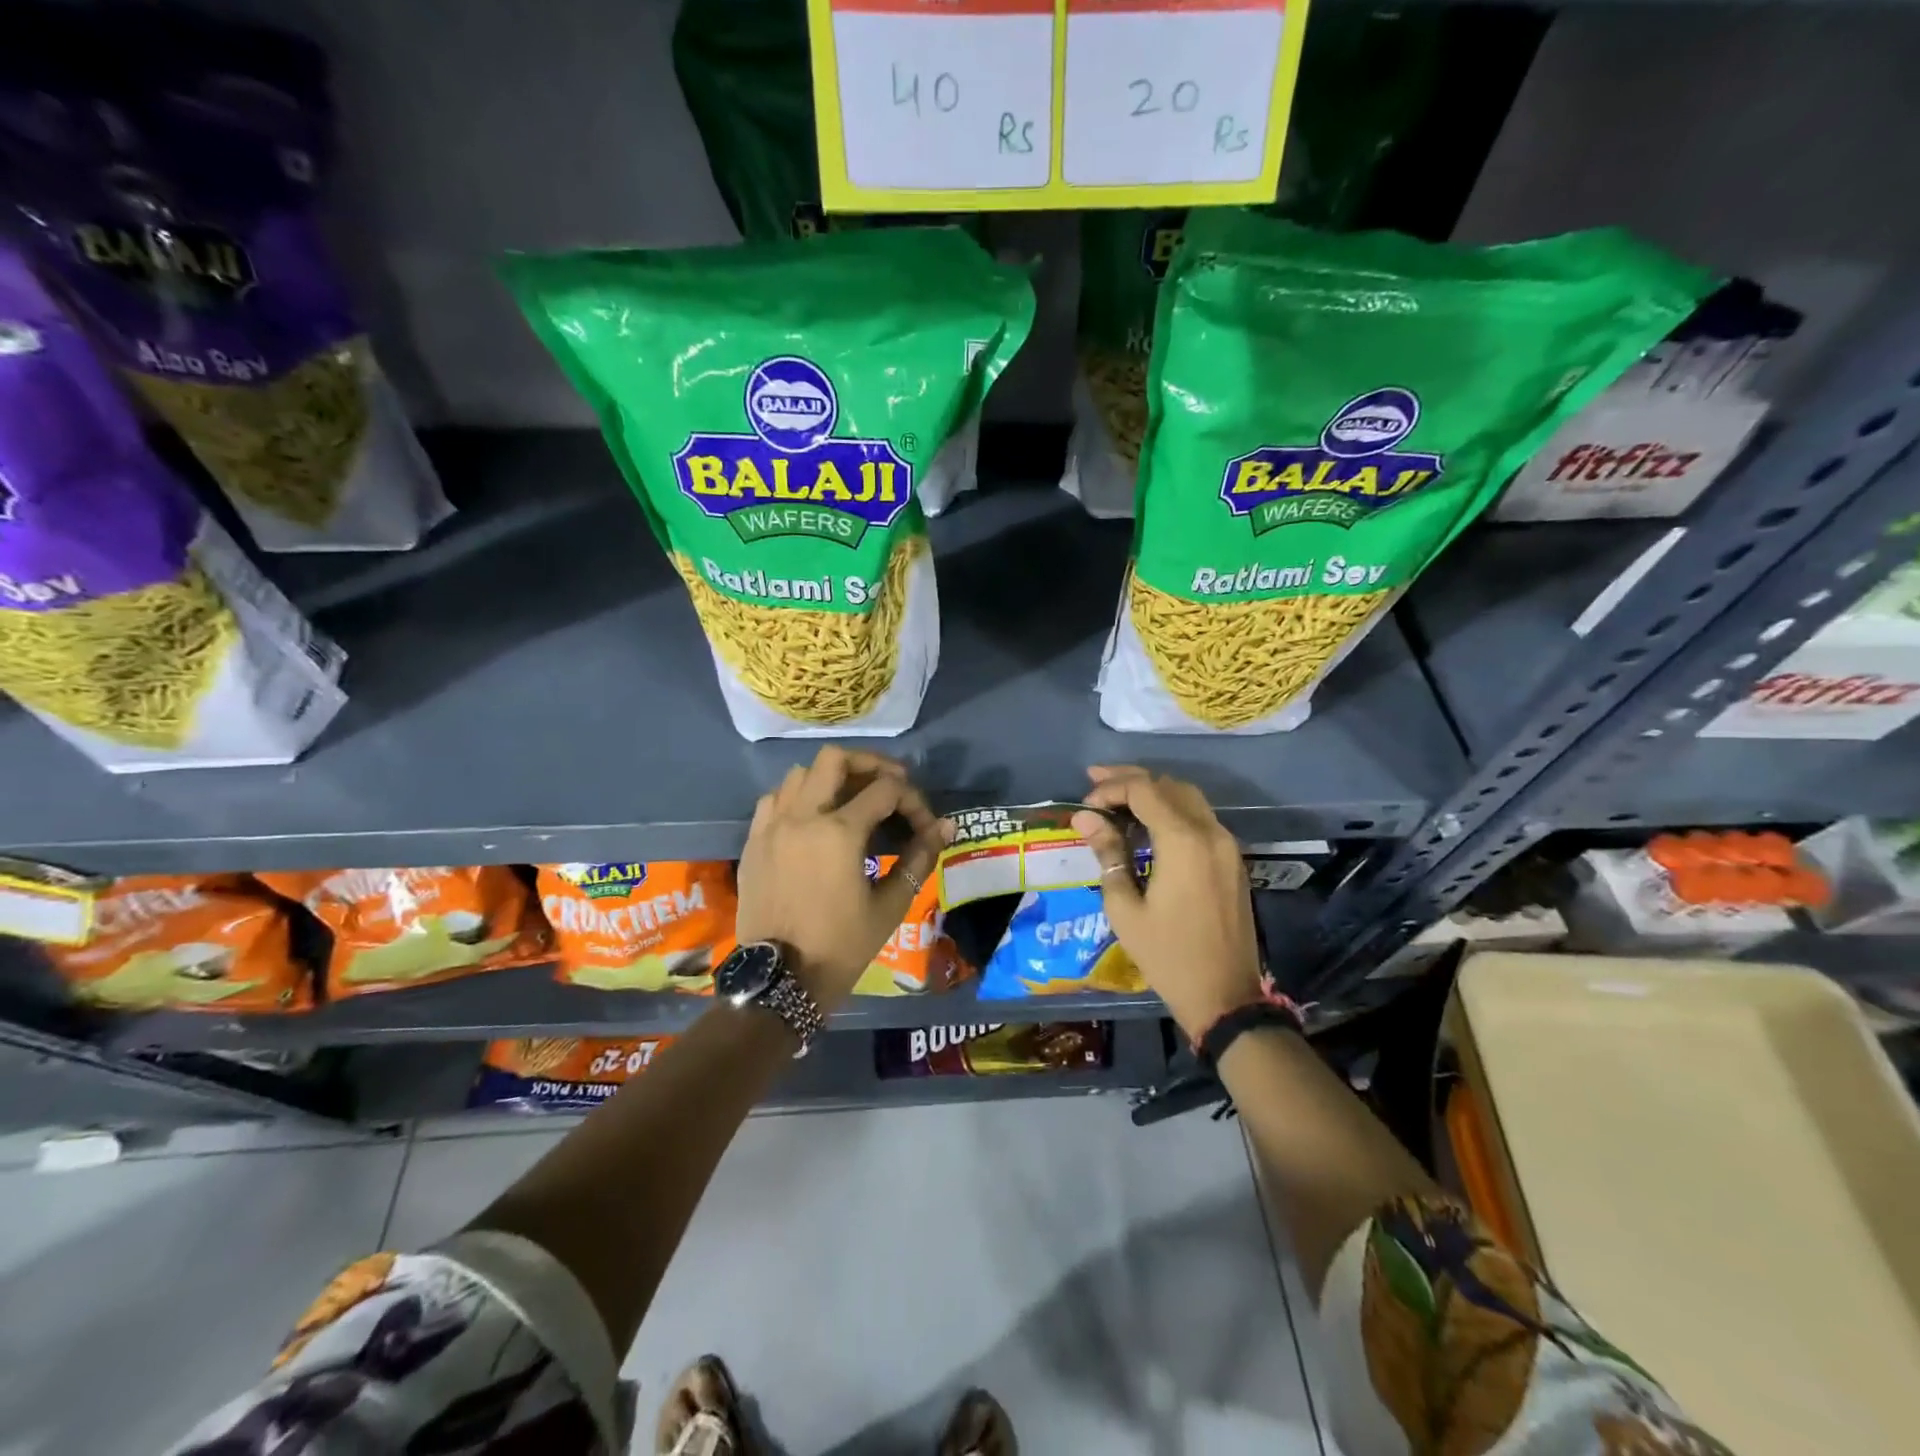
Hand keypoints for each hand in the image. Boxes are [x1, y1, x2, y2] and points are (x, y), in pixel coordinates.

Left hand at [735, 747, 950, 1010]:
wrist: (779, 982)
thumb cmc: (840, 947)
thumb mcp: (888, 907)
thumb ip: (919, 859)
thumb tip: (946, 826)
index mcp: (838, 832)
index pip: (886, 790)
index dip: (913, 801)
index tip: (923, 825)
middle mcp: (802, 816)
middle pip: (836, 759)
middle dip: (870, 765)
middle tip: (890, 786)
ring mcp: (771, 825)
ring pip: (800, 773)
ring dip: (831, 778)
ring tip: (851, 800)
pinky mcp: (753, 840)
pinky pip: (775, 798)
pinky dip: (798, 796)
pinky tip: (813, 819)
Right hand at [1071, 766, 1263, 1039]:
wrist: (1225, 997)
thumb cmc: (1168, 956)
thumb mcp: (1125, 908)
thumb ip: (1108, 854)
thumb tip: (1085, 817)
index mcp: (1184, 841)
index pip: (1144, 790)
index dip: (1111, 788)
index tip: (1084, 804)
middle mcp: (1211, 832)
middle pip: (1168, 785)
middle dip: (1130, 780)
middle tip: (1095, 783)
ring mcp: (1226, 845)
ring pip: (1188, 797)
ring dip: (1153, 791)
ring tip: (1117, 798)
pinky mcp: (1231, 860)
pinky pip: (1200, 818)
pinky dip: (1171, 810)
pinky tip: (1147, 823)